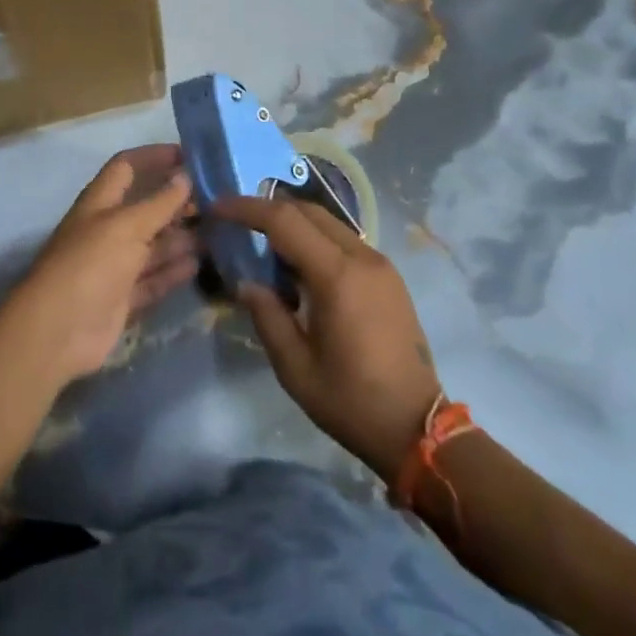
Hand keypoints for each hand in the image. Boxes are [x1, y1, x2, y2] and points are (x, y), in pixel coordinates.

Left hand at [8, 145, 197, 386]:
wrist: (58, 331)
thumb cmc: (90, 263)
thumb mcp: (127, 226)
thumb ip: (159, 202)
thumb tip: (185, 176)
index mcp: (101, 202)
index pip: (127, 167)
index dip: (154, 157)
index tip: (189, 155)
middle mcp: (108, 229)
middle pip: (146, 208)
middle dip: (176, 202)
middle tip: (215, 201)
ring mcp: (115, 266)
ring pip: (153, 246)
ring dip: (180, 239)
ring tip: (216, 233)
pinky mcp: (123, 298)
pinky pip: (153, 280)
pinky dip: (173, 272)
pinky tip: (197, 265)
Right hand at [215, 196, 440, 482]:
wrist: (417, 428)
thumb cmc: (351, 401)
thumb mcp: (295, 368)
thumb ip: (267, 316)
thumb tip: (247, 283)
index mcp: (337, 276)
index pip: (284, 221)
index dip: (247, 208)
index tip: (218, 208)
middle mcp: (361, 256)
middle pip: (307, 211)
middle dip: (269, 210)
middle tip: (238, 224)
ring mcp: (379, 263)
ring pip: (328, 222)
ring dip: (294, 224)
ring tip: (265, 248)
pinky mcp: (388, 275)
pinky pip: (344, 240)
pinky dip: (316, 240)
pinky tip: (300, 269)